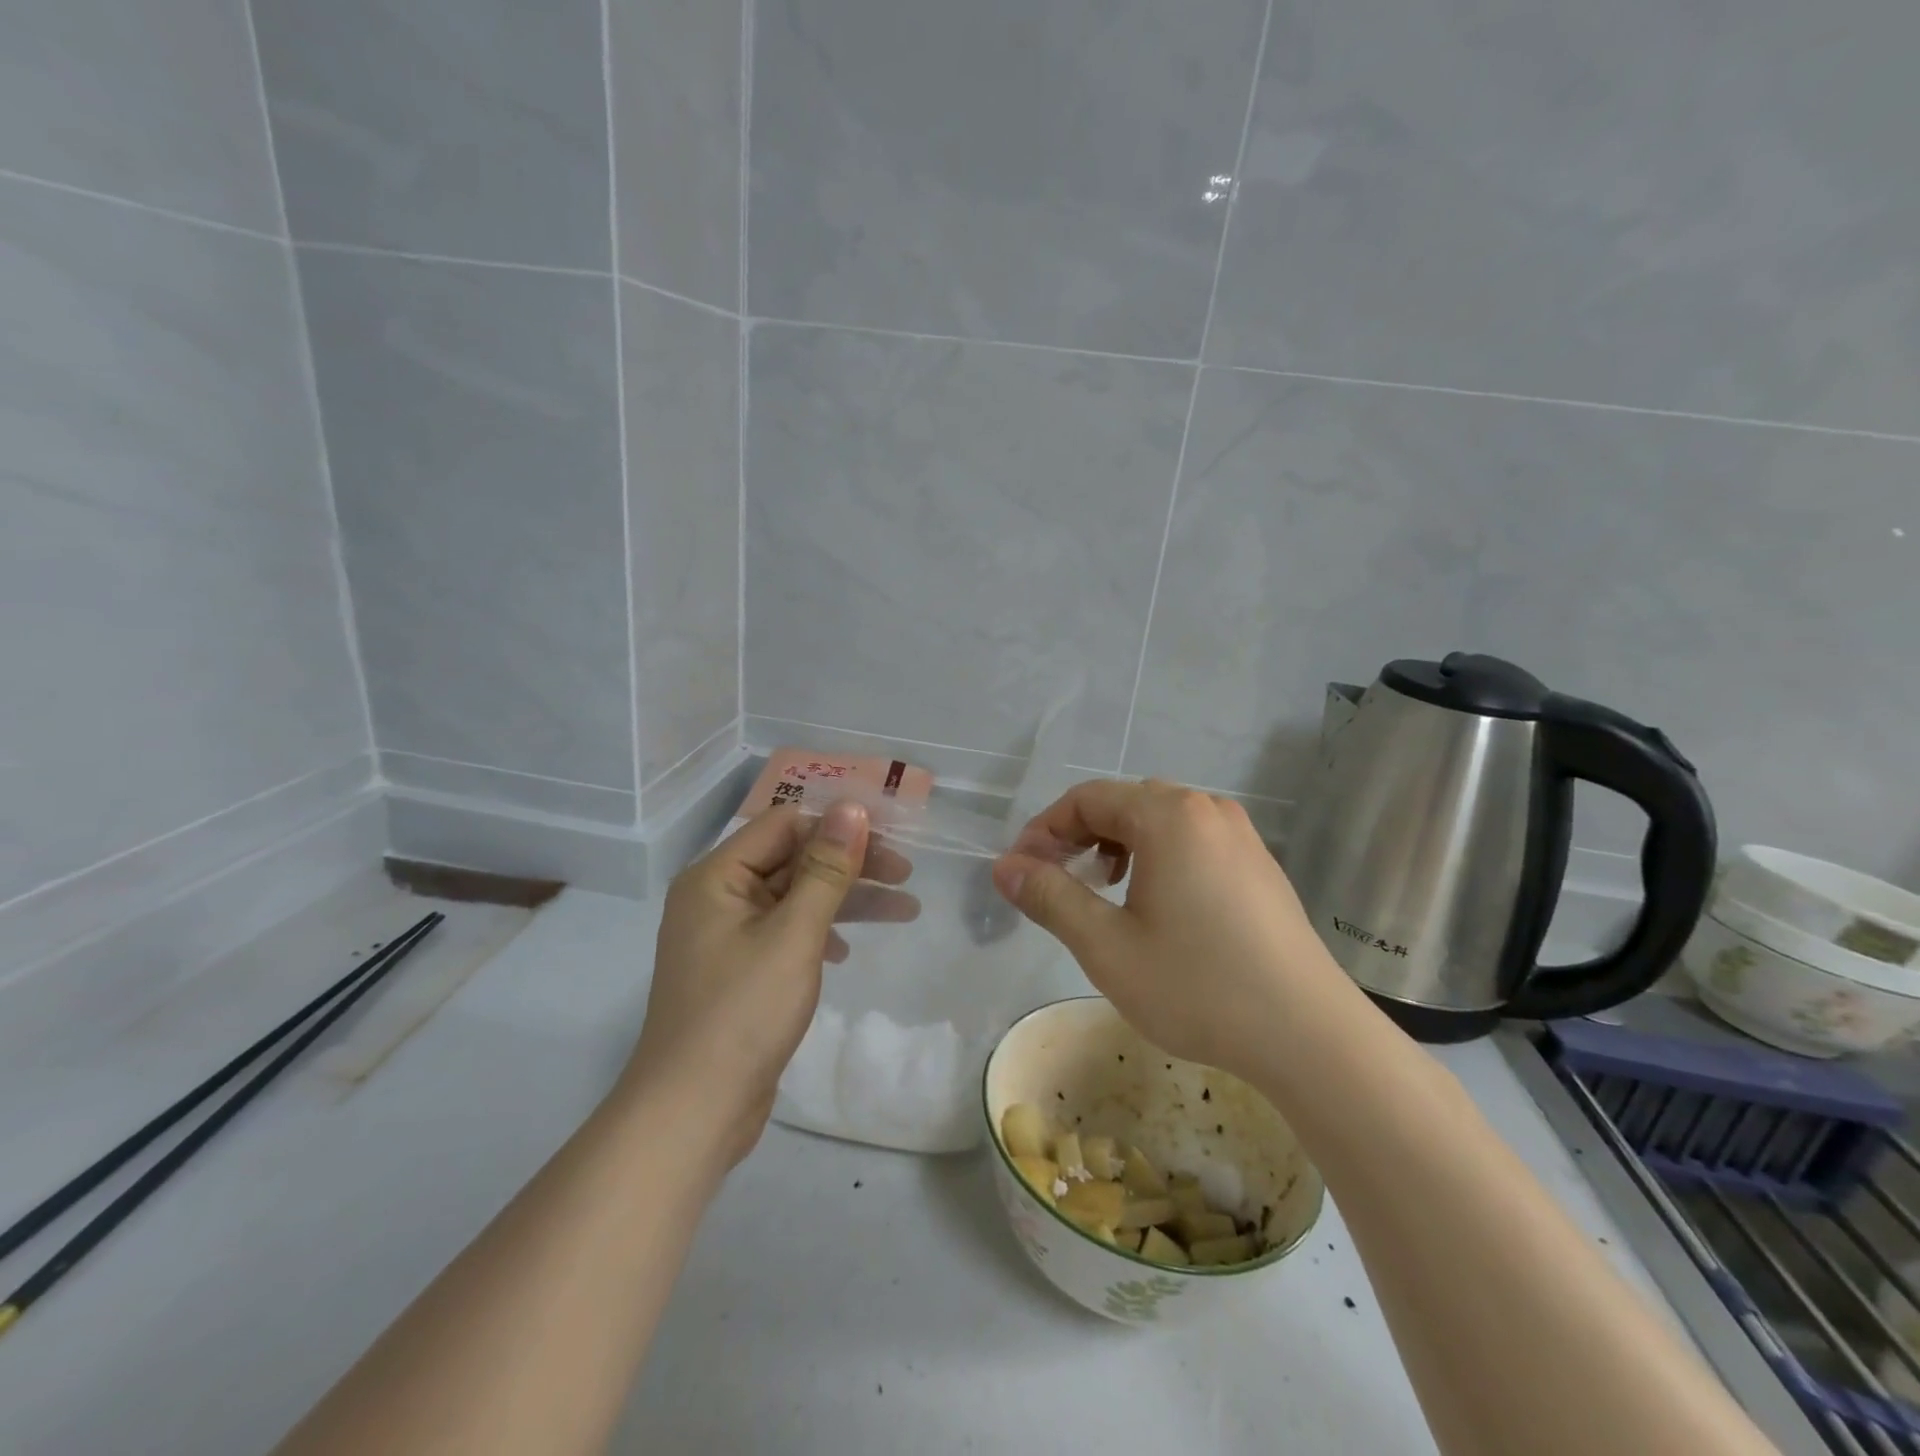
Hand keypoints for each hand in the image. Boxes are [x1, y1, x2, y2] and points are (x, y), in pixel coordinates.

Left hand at [622, 801, 915, 1164]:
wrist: (693, 1111)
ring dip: (846, 899)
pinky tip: (846, 952)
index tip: (890, 839)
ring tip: (905, 910)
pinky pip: (786, 931)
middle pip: (793, 859)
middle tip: (906, 876)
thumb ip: (825, 868)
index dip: (837, 826)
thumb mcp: (794, 933)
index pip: (784, 824)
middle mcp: (717, 896)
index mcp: (717, 876)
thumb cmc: (743, 1012)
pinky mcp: (739, 970)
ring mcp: (726, 935)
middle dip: (850, 865)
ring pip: (795, 897)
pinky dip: (821, 932)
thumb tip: (850, 808)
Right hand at [992, 780, 1345, 1081]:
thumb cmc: (1197, 986)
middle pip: (1124, 802)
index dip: (1044, 830)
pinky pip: (1193, 841)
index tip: (1020, 871)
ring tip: (1103, 890)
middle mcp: (1207, 809)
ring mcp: (1241, 836)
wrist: (1309, 1035)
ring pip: (1160, 821)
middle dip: (1079, 835)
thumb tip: (1003, 867)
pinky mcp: (1259, 865)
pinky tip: (1156, 904)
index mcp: (1169, 815)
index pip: (1087, 798)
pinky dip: (1157, 857)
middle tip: (1055, 880)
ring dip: (1118, 845)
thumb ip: (1049, 896)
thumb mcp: (1106, 945)